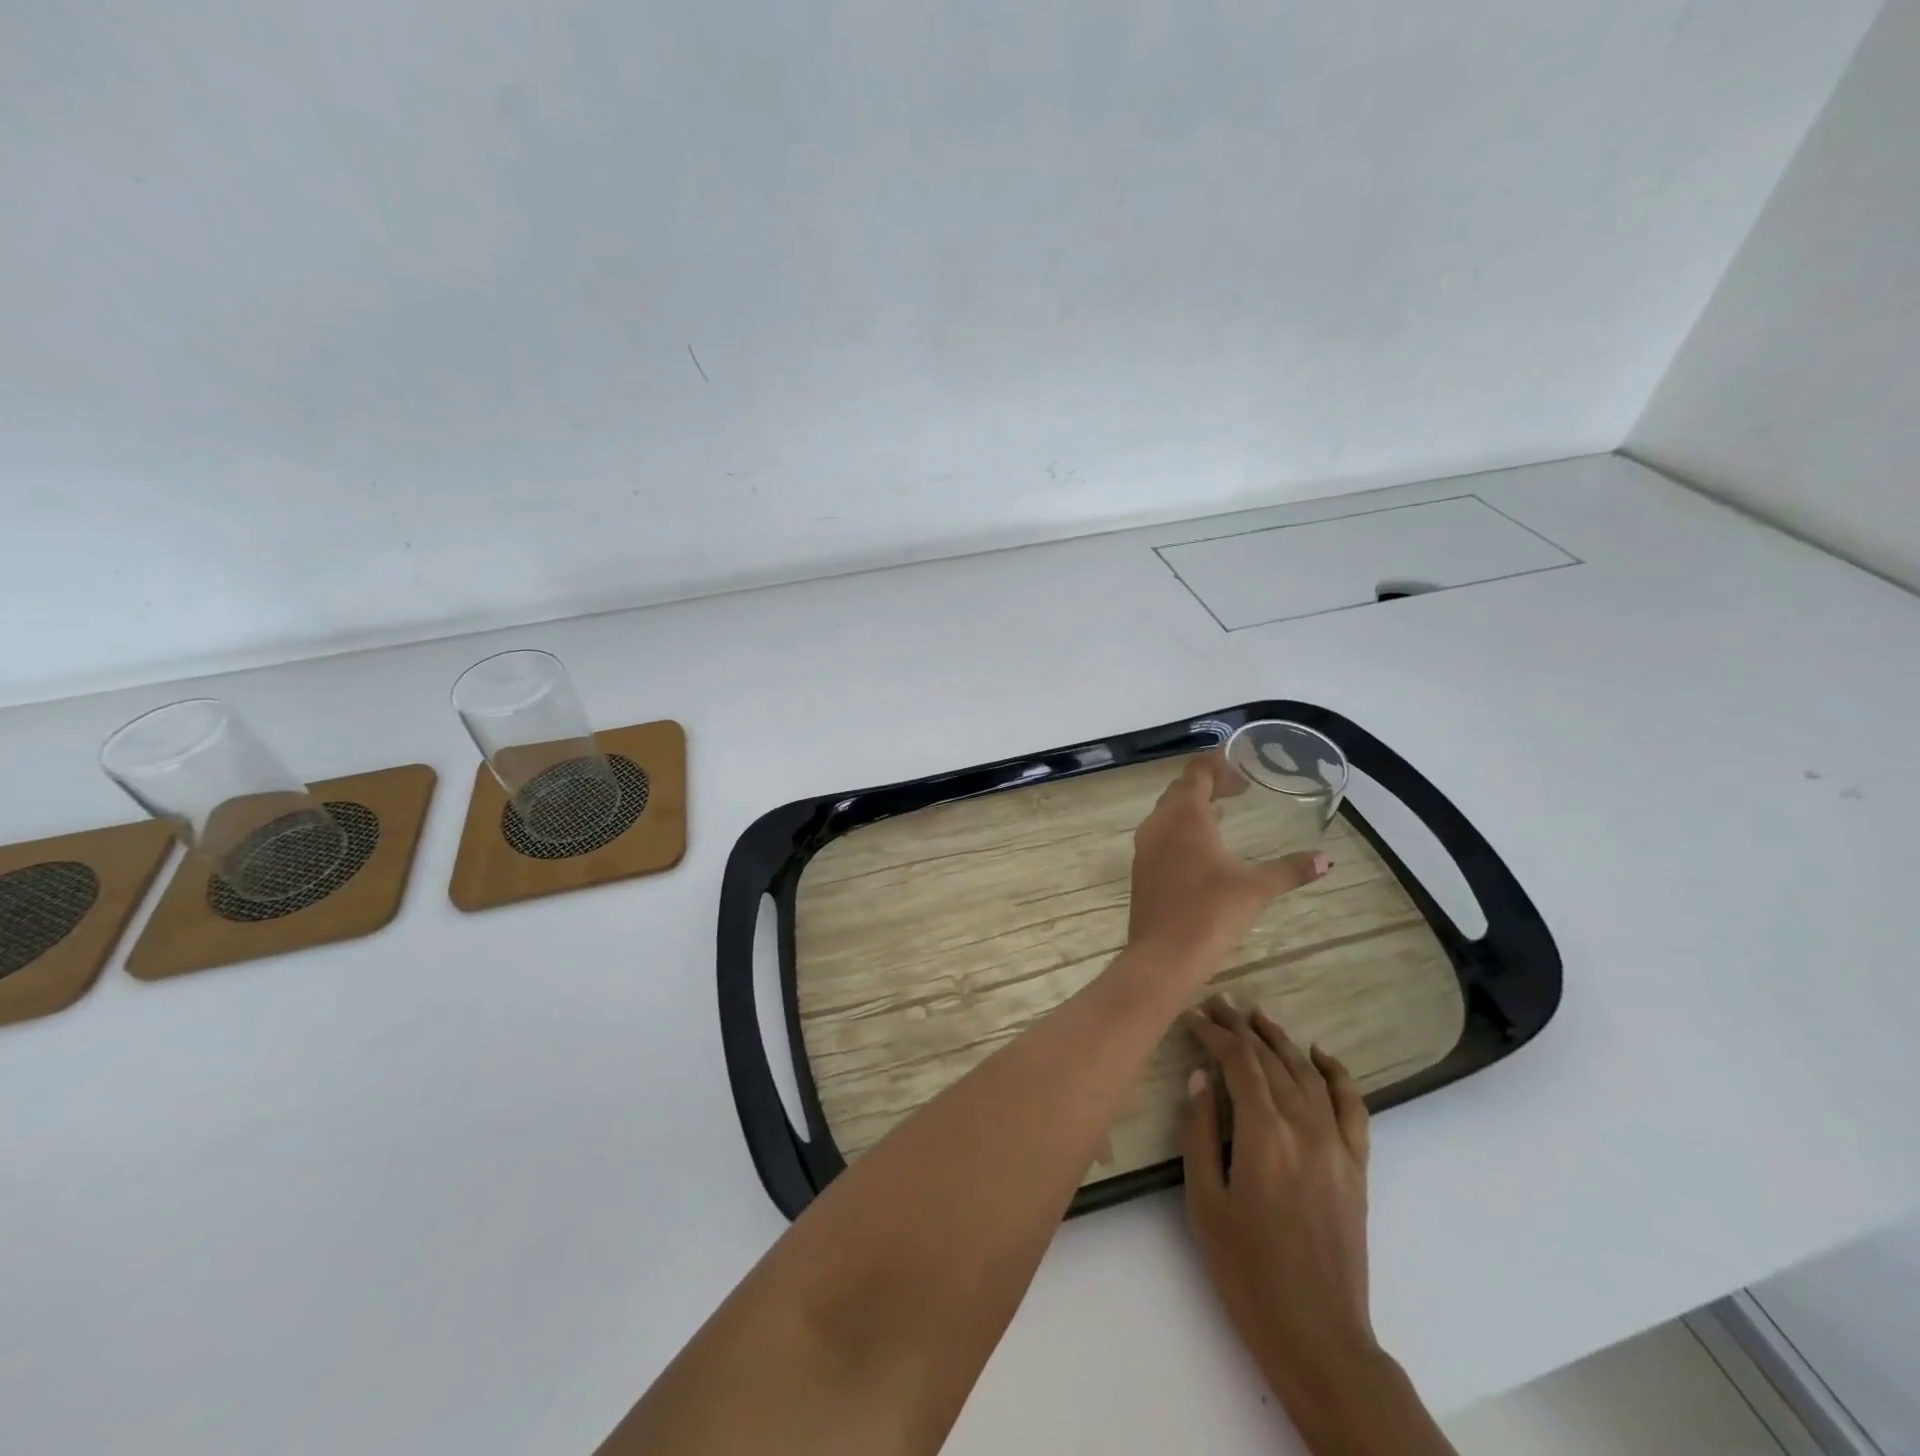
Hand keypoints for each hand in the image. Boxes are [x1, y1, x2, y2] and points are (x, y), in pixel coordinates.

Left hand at [1127, 753, 1328, 971]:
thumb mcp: (1257, 889)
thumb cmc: (1211, 913)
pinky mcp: (1142, 868)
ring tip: (1224, 811)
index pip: (1197, 773)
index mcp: (1185, 816)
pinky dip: (1182, 828)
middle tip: (1239, 788)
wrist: (1163, 955)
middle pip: (1181, 790)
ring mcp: (1145, 846)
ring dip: (1194, 806)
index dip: (1217, 763)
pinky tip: (1202, 847)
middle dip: (1208, 783)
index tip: (1240, 762)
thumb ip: (1291, 869)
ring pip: (1168, 812)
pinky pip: (1161, 833)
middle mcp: (1160, 823)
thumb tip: (1327, 860)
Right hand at [1179, 996, 1378, 1398]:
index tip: (1192, 1016)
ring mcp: (1337, 1146)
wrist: (1319, 1335)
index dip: (1214, 1034)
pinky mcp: (1357, 1167)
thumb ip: (1200, 1133)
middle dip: (1241, 1027)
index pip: (1238, 1063)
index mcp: (1264, 1134)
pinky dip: (1337, 1074)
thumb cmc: (1247, 1270)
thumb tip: (1200, 1077)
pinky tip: (1320, 1053)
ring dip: (1281, 1039)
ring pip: (1307, 1074)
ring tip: (1257, 1014)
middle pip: (1271, 1061)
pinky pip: (1352, 1107)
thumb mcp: (1204, 1201)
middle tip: (1218, 1002)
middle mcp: (1305, 1128)